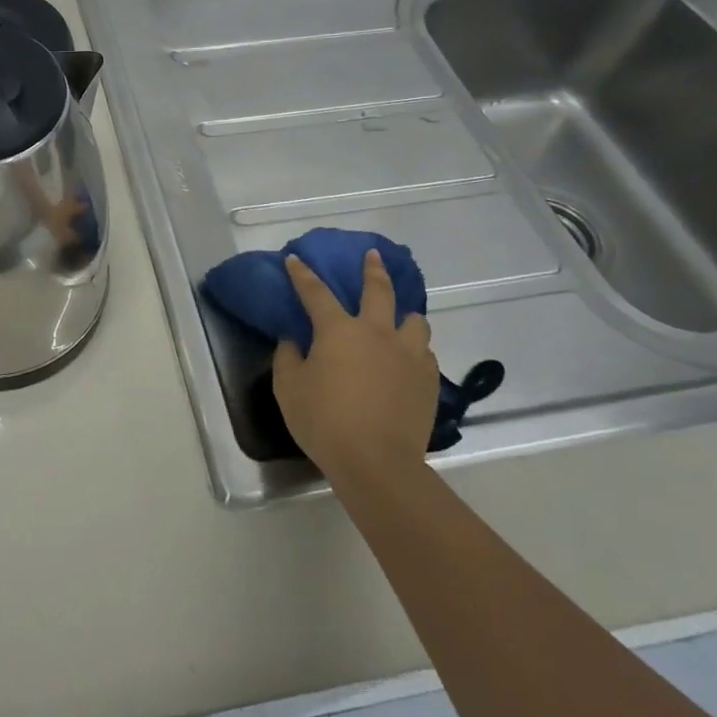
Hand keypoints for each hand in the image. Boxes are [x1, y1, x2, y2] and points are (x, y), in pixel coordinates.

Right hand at [272, 250, 440, 480]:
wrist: (377, 461)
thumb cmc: (324, 420)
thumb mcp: (289, 388)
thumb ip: (288, 358)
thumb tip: (293, 340)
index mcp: (338, 330)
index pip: (316, 292)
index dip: (302, 274)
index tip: (295, 258)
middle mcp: (376, 333)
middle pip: (378, 290)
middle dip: (373, 269)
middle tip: (373, 255)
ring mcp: (408, 355)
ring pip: (414, 320)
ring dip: (404, 315)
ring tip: (399, 319)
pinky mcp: (428, 380)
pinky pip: (424, 353)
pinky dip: (414, 349)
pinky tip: (407, 360)